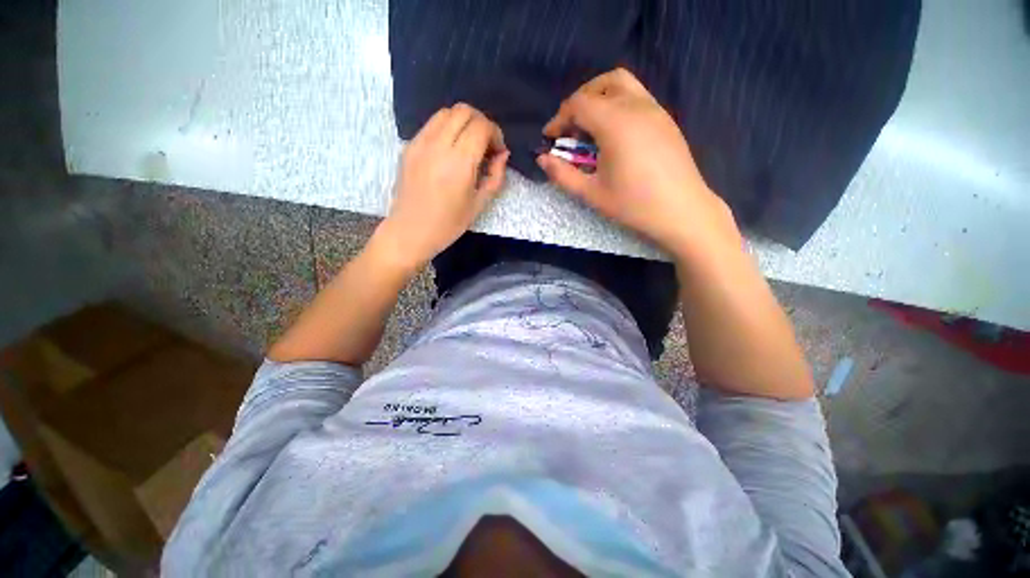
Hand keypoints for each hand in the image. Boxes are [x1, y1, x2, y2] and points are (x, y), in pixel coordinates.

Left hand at [374, 103, 509, 270]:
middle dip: (481, 123)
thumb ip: (495, 176)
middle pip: (464, 111)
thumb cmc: (448, 224)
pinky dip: (447, 128)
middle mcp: (438, 145)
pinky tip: (450, 150)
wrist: (410, 231)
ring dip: (463, 122)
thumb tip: (502, 155)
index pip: (481, 126)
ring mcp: (420, 143)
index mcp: (459, 163)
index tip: (498, 151)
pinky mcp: (409, 146)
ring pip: (446, 112)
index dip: (495, 134)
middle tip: (486, 145)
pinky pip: (432, 124)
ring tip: (468, 145)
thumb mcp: (479, 204)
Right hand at [538, 68, 737, 255]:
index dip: (559, 118)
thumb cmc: (633, 205)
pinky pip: (637, 96)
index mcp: (615, 123)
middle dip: (578, 102)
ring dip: (600, 97)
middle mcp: (636, 106)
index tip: (550, 138)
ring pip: (622, 84)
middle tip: (570, 129)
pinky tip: (615, 134)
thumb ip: (563, 175)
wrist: (682, 211)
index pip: (578, 104)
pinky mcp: (666, 119)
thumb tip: (542, 159)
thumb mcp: (592, 194)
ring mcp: (655, 109)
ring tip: (591, 128)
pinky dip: (618, 103)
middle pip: (600, 84)